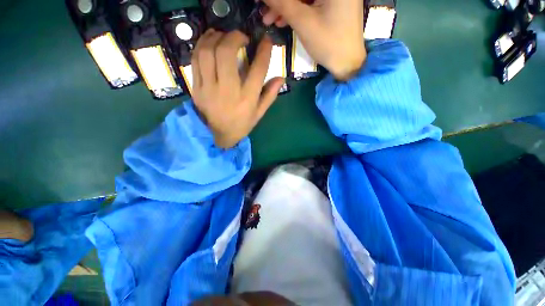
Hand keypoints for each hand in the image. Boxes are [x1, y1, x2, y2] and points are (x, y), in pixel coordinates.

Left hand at [191, 30, 284, 148]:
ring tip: (223, 36)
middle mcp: (228, 91)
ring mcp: (209, 88)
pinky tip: (209, 41)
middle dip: (235, 37)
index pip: (257, 70)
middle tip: (241, 37)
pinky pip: (195, 60)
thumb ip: (270, 95)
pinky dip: (202, 45)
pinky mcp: (196, 87)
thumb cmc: (241, 125)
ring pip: (208, 52)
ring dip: (216, 37)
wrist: (217, 135)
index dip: (264, 51)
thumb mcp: (259, 114)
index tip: (266, 40)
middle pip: (227, 53)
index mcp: (247, 99)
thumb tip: (281, 78)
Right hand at [261, 0, 365, 80]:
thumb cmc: (328, 43)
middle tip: (264, 12)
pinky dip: (297, 10)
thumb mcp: (303, 22)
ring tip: (270, 20)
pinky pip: (311, 3)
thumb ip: (282, 3)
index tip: (261, 1)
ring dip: (286, 7)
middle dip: (281, 2)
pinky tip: (283, 21)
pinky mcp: (333, 4)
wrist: (347, 63)